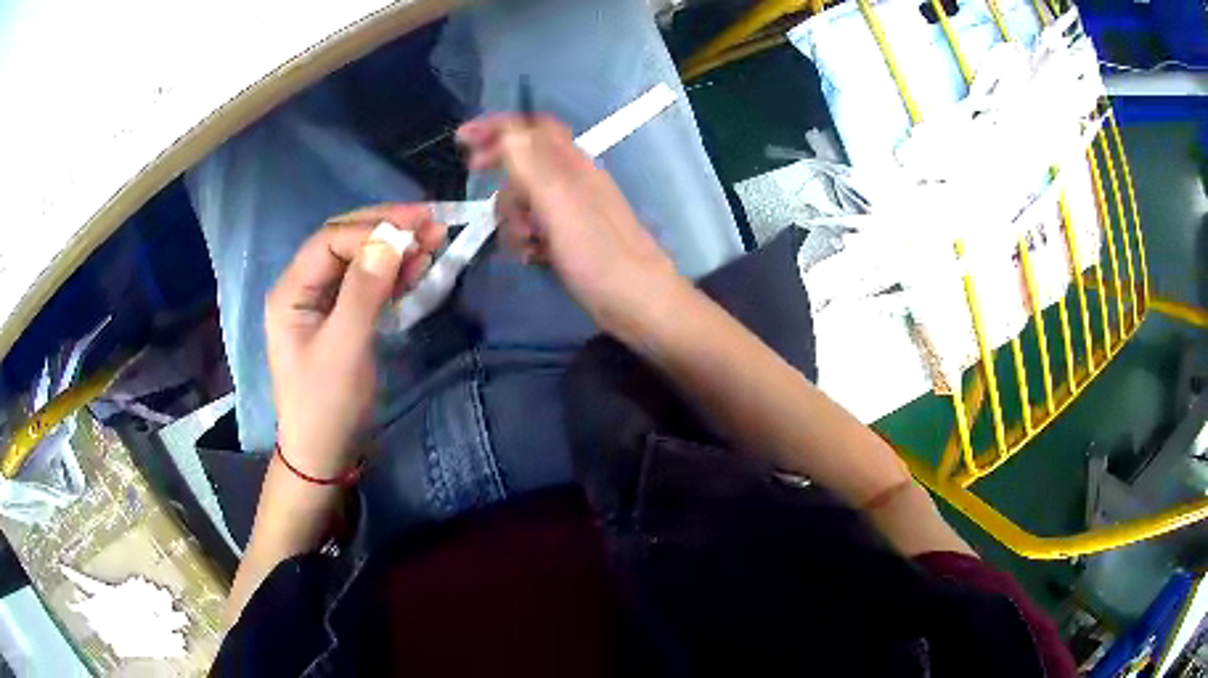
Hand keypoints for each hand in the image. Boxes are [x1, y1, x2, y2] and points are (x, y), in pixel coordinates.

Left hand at [265, 205, 444, 478]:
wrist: (325, 454)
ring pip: (359, 260)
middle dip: (386, 229)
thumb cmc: (327, 405)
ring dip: (395, 248)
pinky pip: (367, 283)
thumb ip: (363, 293)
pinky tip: (418, 268)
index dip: (371, 230)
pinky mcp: (342, 317)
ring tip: (434, 242)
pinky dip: (393, 273)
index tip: (416, 230)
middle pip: (344, 242)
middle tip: (431, 224)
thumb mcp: (344, 350)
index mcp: (291, 292)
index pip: (329, 242)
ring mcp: (323, 302)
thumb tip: (390, 240)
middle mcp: (303, 288)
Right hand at [457, 114, 679, 333]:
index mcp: (572, 163)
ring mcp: (572, 210)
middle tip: (474, 177)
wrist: (637, 302)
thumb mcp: (558, 203)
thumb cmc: (597, 253)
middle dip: (500, 173)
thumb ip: (530, 164)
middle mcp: (573, 180)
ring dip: (513, 215)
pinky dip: (526, 237)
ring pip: (526, 197)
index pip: (531, 127)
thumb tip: (508, 131)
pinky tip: (533, 257)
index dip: (497, 126)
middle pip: (524, 161)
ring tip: (524, 240)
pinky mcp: (571, 238)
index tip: (462, 138)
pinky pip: (535, 226)